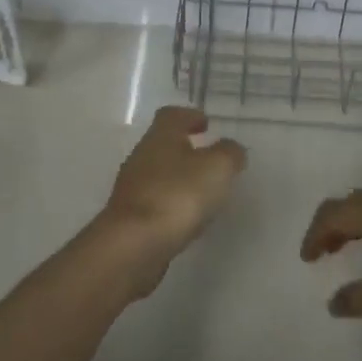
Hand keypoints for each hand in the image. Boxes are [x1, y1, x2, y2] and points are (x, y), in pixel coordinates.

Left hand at [90, 107, 246, 297]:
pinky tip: (187, 218)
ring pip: (159, 174)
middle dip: (185, 149)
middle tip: (210, 158)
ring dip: (179, 178)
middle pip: (163, 144)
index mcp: (160, 137)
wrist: (133, 245)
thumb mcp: (217, 167)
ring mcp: (132, 189)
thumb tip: (231, 148)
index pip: (172, 115)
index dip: (190, 116)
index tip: (206, 124)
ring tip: (204, 191)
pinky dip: (172, 204)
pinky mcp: (130, 218)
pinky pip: (155, 202)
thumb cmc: (177, 195)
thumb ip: (229, 153)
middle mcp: (141, 157)